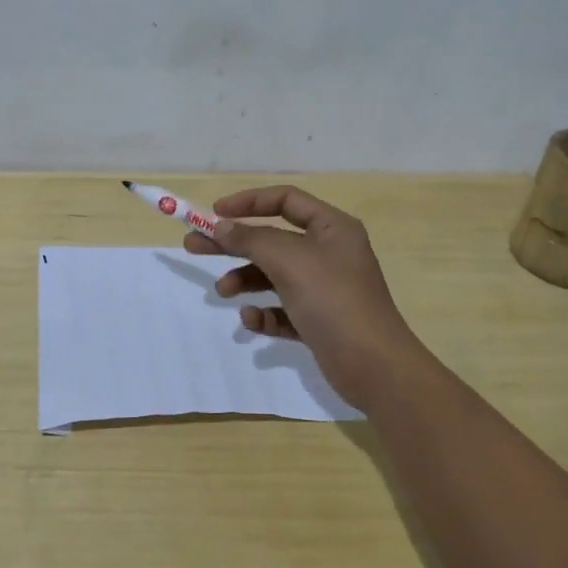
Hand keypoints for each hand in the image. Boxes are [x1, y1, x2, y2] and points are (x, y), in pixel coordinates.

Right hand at [184, 186, 425, 411]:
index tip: (214, 213)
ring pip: (274, 275)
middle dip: (234, 243)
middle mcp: (329, 253)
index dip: (248, 202)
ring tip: (222, 292)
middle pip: (272, 238)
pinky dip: (264, 312)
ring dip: (245, 279)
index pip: (285, 201)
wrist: (374, 367)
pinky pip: (283, 309)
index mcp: (332, 228)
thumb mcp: (288, 260)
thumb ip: (251, 239)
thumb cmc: (333, 300)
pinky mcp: (319, 321)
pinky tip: (252, 320)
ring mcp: (325, 289)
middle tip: (194, 246)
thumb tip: (220, 226)